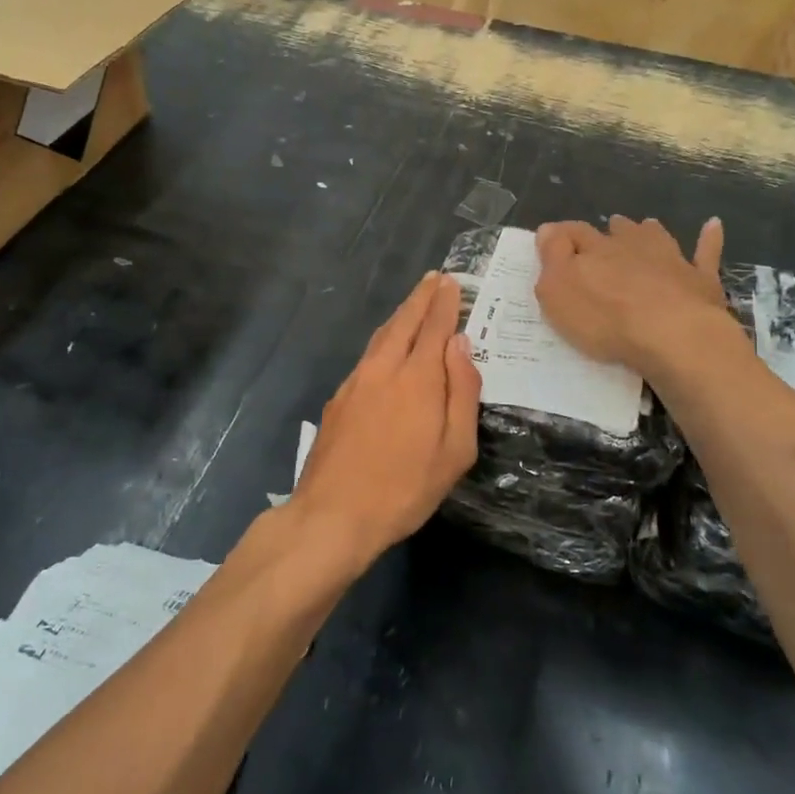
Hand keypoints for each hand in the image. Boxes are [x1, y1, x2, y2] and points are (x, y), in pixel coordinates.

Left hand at [294, 272, 480, 572]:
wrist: (333, 514)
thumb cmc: (405, 489)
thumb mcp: (454, 451)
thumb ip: (462, 393)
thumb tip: (461, 346)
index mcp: (418, 378)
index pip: (435, 327)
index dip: (445, 303)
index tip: (452, 282)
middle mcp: (384, 369)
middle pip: (404, 322)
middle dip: (421, 298)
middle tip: (435, 278)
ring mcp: (356, 382)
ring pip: (382, 335)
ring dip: (400, 314)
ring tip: (414, 303)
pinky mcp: (338, 398)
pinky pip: (367, 354)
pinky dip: (383, 338)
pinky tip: (386, 345)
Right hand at [534, 216, 732, 373]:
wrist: (673, 335)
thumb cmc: (606, 319)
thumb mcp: (558, 292)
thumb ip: (552, 257)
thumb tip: (548, 229)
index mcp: (595, 250)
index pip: (573, 233)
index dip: (562, 236)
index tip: (554, 239)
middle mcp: (632, 246)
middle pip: (618, 231)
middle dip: (610, 231)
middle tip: (606, 234)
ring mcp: (670, 258)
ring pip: (656, 235)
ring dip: (648, 230)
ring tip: (645, 226)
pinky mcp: (701, 278)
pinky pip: (705, 251)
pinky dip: (708, 237)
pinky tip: (713, 225)